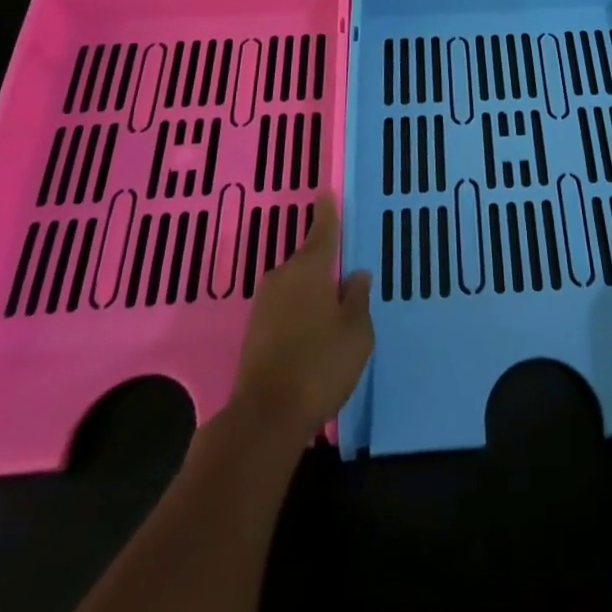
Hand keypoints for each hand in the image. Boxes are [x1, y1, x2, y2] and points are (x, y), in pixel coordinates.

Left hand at [230, 194, 372, 439]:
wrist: (265, 418)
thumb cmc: (319, 365)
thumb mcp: (356, 332)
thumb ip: (357, 298)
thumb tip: (356, 274)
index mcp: (310, 268)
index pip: (322, 230)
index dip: (327, 212)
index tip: (327, 193)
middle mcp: (283, 276)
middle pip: (308, 260)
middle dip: (325, 264)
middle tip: (345, 276)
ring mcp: (263, 303)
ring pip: (295, 285)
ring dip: (311, 291)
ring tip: (332, 310)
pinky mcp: (253, 330)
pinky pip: (283, 307)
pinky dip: (298, 311)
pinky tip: (311, 332)